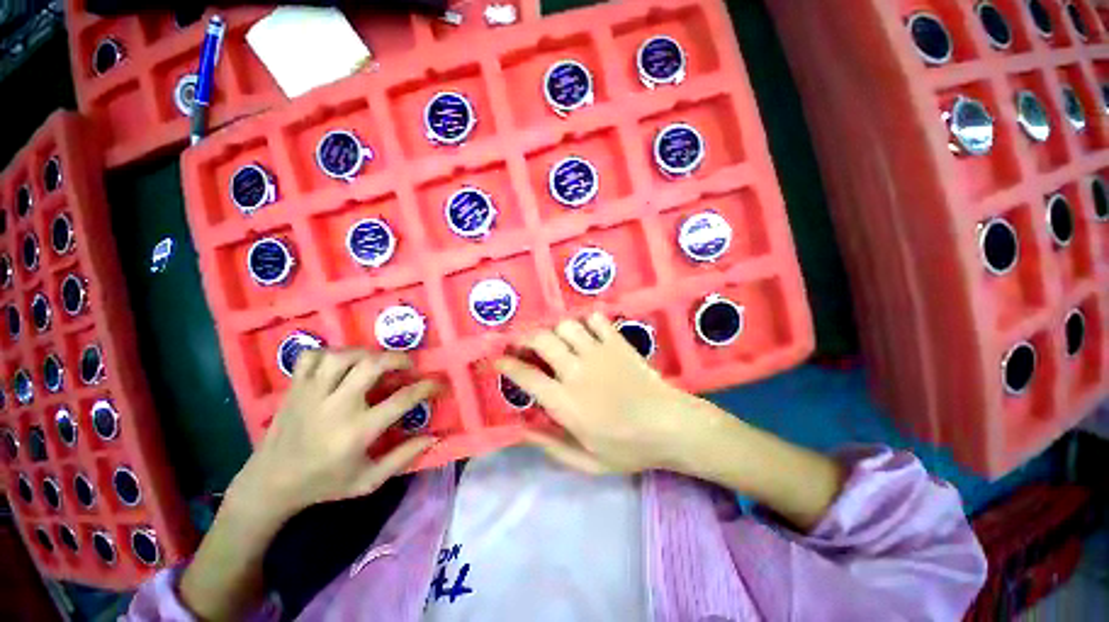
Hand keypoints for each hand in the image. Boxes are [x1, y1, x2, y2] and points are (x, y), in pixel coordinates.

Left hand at [229, 348, 437, 521]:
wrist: (269, 485)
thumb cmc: (324, 484)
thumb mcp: (368, 481)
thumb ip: (403, 457)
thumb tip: (434, 437)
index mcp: (357, 431)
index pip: (402, 399)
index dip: (426, 387)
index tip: (437, 384)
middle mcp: (336, 406)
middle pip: (372, 365)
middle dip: (398, 358)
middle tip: (407, 365)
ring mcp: (311, 394)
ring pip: (342, 355)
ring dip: (366, 353)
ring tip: (376, 361)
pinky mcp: (294, 388)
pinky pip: (311, 356)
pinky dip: (329, 353)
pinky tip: (340, 363)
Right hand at [496, 313, 717, 474]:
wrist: (671, 426)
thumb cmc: (629, 448)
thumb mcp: (588, 463)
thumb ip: (551, 446)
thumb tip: (522, 430)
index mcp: (566, 402)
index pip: (526, 376)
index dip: (507, 365)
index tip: (498, 360)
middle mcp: (577, 371)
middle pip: (542, 340)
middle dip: (525, 337)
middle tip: (522, 344)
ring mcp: (599, 352)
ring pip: (567, 325)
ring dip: (556, 330)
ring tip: (557, 340)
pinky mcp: (618, 343)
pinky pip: (597, 320)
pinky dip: (587, 322)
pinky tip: (587, 332)